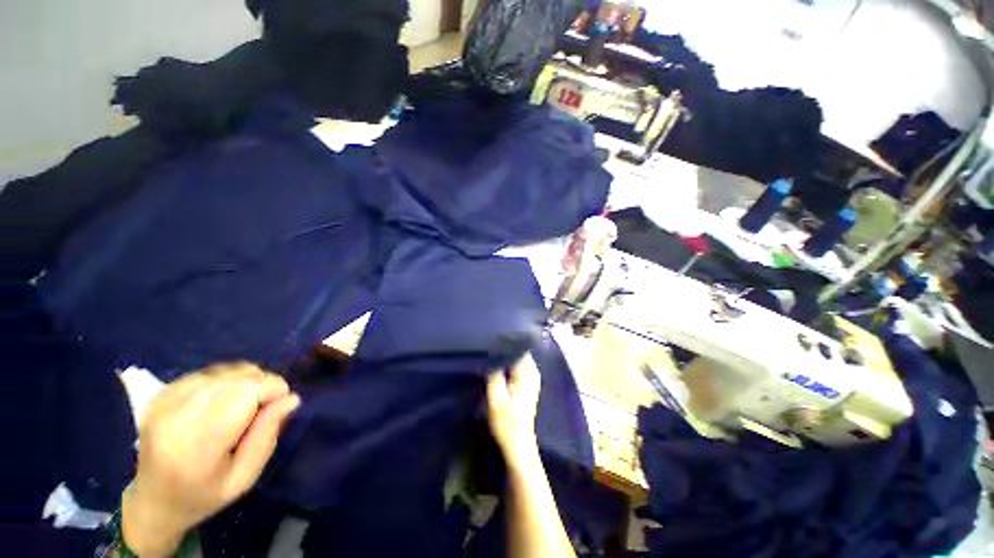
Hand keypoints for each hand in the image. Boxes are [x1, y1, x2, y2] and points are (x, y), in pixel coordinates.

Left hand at [122, 363, 300, 556]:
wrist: (153, 501)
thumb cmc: (205, 495)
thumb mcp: (245, 477)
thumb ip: (268, 435)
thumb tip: (291, 398)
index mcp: (197, 446)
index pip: (247, 391)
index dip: (274, 390)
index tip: (279, 406)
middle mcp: (176, 417)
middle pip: (238, 378)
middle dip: (263, 385)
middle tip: (263, 408)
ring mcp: (164, 403)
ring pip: (226, 371)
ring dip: (246, 381)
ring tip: (243, 405)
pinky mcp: (160, 394)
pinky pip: (209, 372)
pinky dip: (226, 380)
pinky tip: (223, 399)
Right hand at [487, 354, 541, 466]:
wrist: (518, 444)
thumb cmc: (507, 422)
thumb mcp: (495, 398)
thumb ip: (494, 375)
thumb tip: (491, 357)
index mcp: (527, 373)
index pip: (517, 348)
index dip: (503, 343)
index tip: (490, 342)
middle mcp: (532, 372)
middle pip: (517, 352)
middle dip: (502, 350)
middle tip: (486, 350)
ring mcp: (531, 378)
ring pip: (516, 359)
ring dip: (503, 358)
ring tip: (488, 358)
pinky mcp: (527, 385)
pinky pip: (517, 367)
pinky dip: (506, 366)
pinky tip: (495, 370)